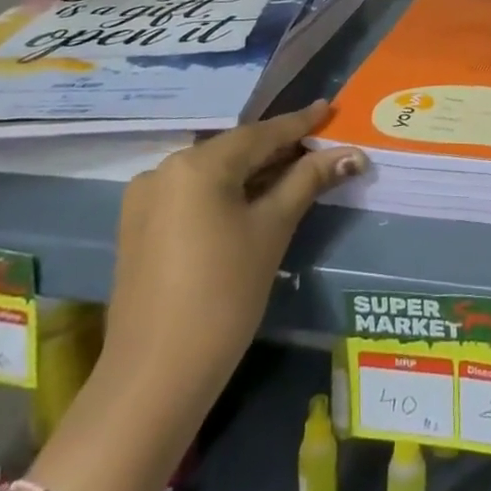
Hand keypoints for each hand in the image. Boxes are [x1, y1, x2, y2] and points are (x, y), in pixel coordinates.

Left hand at [98, 100, 363, 412]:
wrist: (153, 382)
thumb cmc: (223, 296)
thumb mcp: (272, 230)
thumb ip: (308, 181)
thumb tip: (351, 152)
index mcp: (196, 164)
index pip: (261, 134)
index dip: (300, 123)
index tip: (329, 108)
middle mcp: (165, 170)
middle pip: (235, 151)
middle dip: (279, 150)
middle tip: (320, 144)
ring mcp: (146, 200)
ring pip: (214, 173)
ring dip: (254, 173)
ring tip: (295, 170)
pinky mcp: (139, 229)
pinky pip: (194, 195)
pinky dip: (227, 193)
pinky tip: (254, 200)